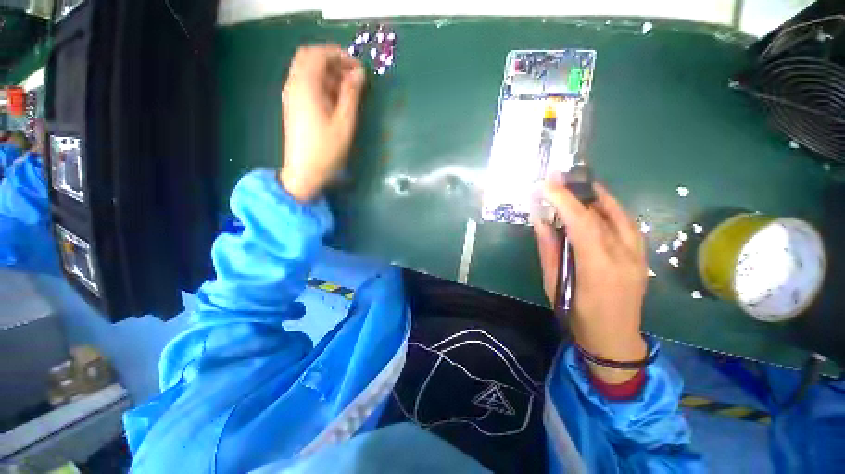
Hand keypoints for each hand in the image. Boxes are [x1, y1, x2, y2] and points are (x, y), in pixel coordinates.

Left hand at [279, 45, 364, 200]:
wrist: (304, 172)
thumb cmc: (327, 150)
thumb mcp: (345, 122)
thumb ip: (352, 94)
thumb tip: (359, 73)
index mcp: (305, 86)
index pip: (319, 53)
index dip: (340, 55)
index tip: (359, 69)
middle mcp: (294, 85)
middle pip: (310, 58)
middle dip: (333, 62)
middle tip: (353, 77)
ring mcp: (291, 96)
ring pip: (307, 71)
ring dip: (328, 73)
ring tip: (348, 91)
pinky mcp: (293, 106)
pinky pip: (305, 84)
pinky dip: (321, 84)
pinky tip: (335, 101)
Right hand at [534, 180, 647, 383]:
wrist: (615, 340)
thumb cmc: (577, 316)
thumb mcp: (554, 285)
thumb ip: (549, 251)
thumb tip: (541, 222)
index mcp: (598, 268)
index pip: (582, 224)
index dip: (564, 201)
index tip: (547, 184)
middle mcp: (623, 258)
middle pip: (602, 216)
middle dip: (578, 194)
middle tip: (559, 179)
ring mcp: (638, 257)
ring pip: (620, 216)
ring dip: (598, 197)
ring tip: (579, 187)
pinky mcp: (642, 258)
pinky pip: (628, 226)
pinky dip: (612, 210)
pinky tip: (599, 206)